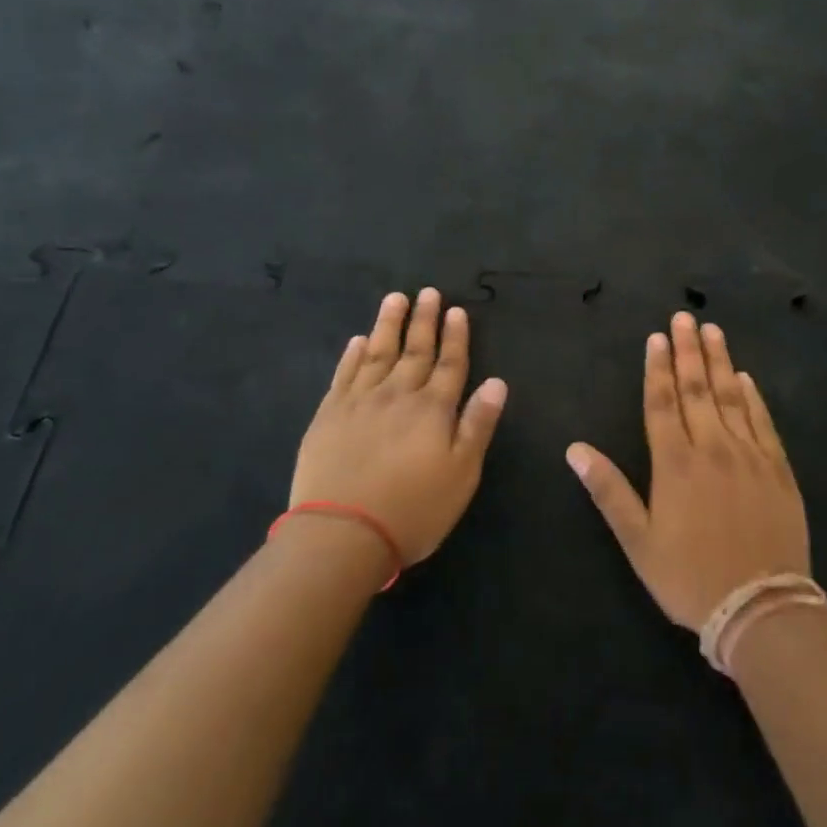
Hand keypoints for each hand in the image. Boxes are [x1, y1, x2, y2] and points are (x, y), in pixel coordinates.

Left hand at [292, 289, 506, 568]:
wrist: (341, 534)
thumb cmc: (413, 509)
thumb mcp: (462, 473)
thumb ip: (478, 424)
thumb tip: (497, 382)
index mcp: (433, 409)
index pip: (450, 364)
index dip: (455, 337)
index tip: (456, 310)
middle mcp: (398, 395)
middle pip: (415, 350)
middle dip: (424, 320)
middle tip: (428, 293)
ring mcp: (360, 402)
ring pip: (378, 353)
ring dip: (388, 324)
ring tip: (395, 299)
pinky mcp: (329, 415)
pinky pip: (344, 374)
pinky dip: (352, 355)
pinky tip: (358, 341)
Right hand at [566, 311, 809, 629]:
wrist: (761, 608)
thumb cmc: (689, 577)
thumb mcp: (638, 541)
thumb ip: (609, 490)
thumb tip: (575, 449)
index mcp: (675, 463)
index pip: (662, 402)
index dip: (658, 368)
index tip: (656, 337)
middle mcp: (713, 448)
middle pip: (697, 389)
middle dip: (688, 351)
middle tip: (684, 317)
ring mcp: (749, 456)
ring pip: (731, 397)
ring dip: (720, 362)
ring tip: (713, 331)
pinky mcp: (778, 470)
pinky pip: (763, 423)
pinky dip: (754, 397)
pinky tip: (746, 379)